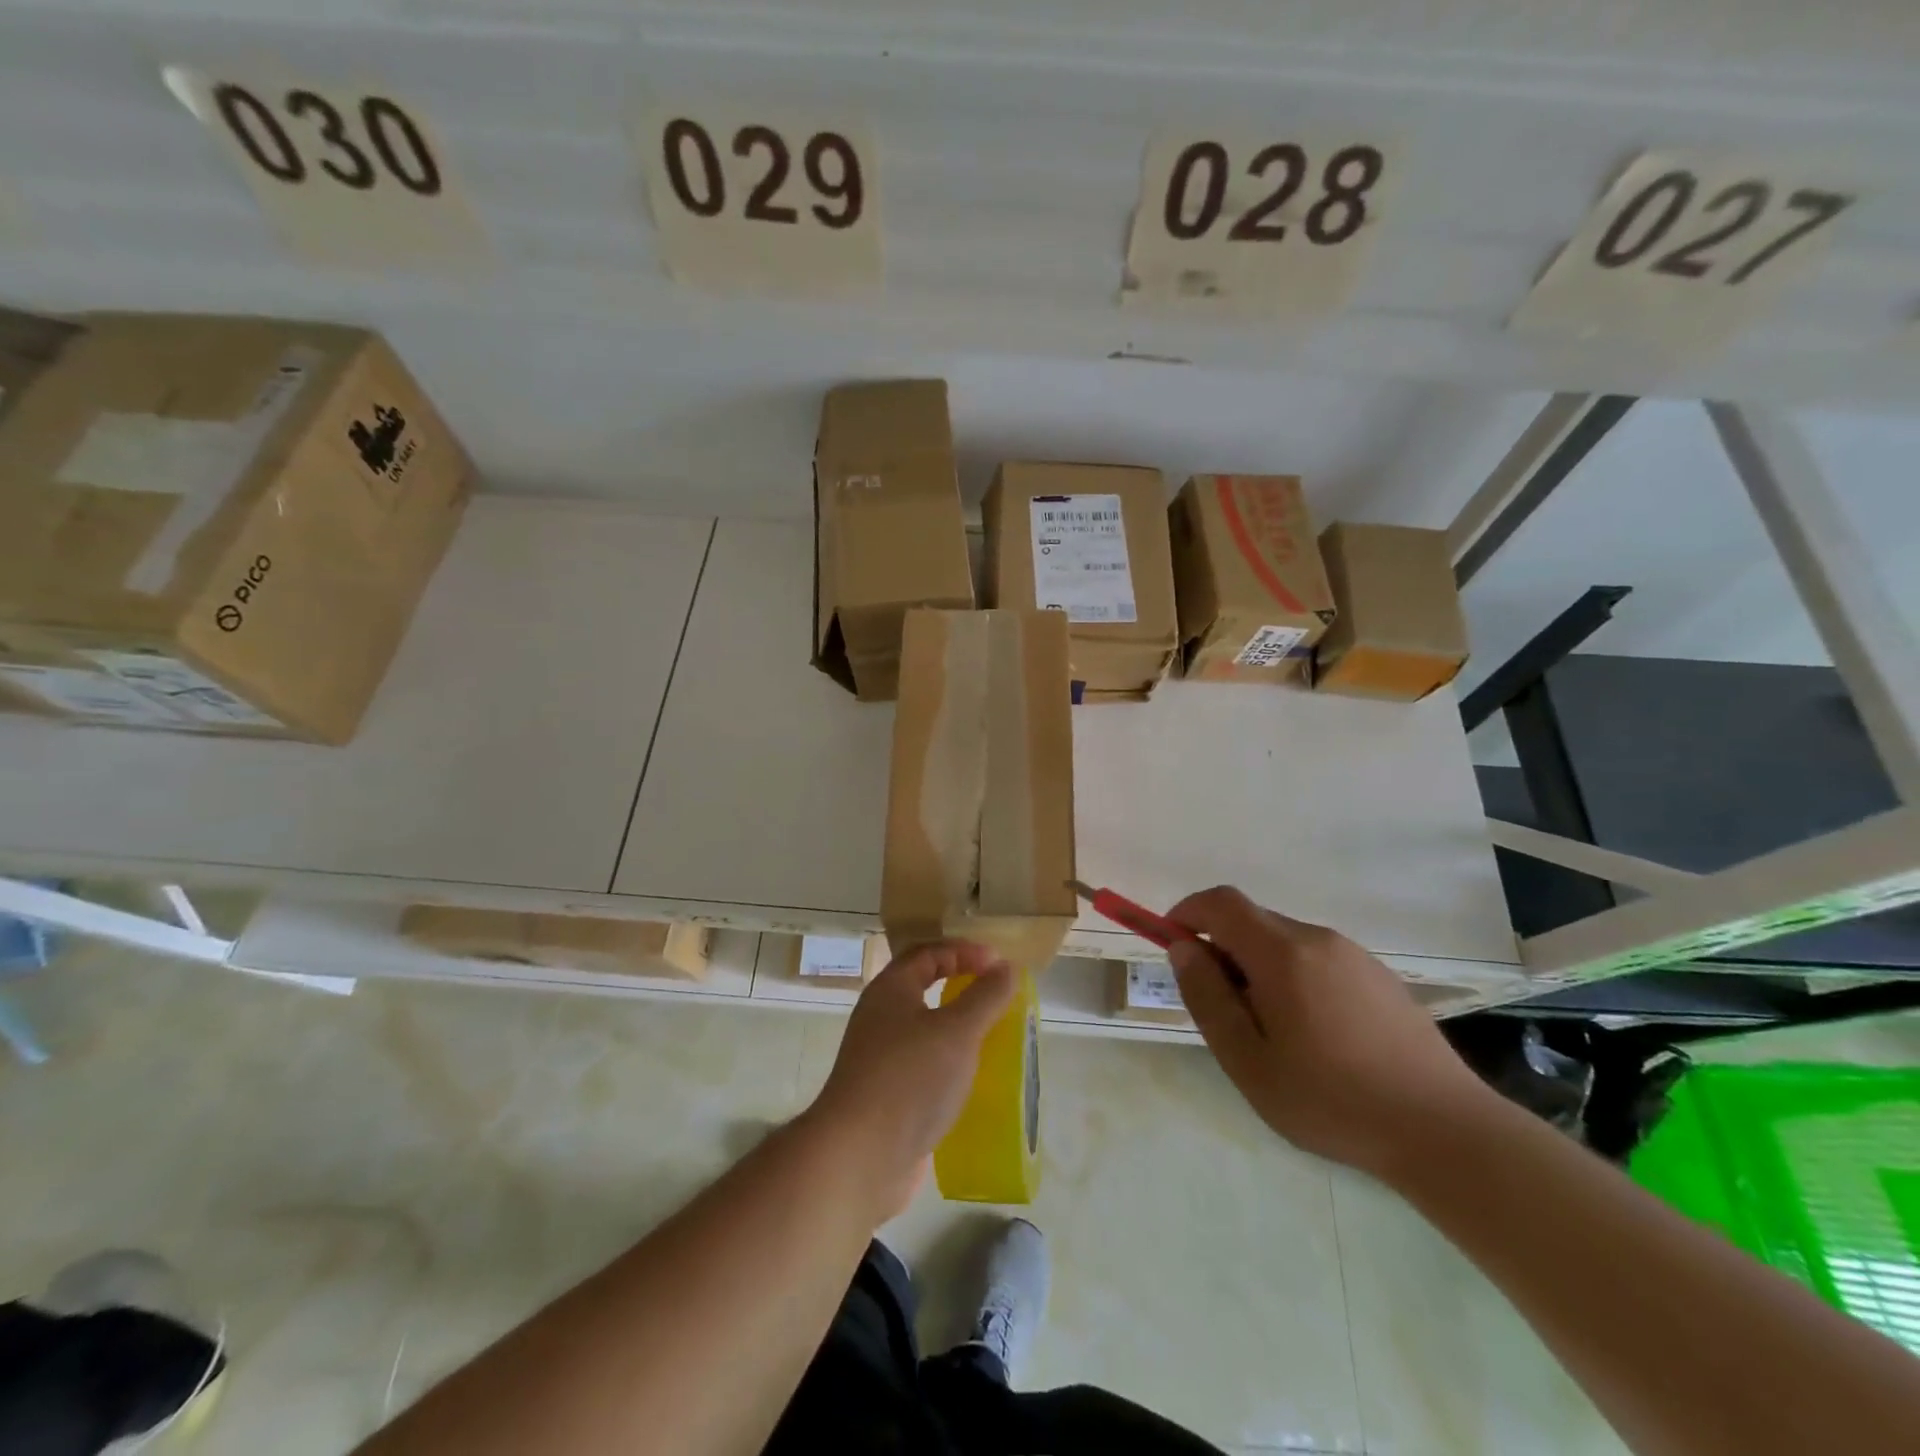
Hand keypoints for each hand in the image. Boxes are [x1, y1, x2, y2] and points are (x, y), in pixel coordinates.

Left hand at [805, 941, 1014, 1220]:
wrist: (859, 1157)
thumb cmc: (909, 1079)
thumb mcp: (957, 1031)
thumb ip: (985, 996)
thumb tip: (1006, 967)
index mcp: (890, 990)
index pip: (928, 953)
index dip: (964, 951)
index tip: (1000, 964)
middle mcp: (881, 1017)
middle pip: (923, 988)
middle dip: (962, 987)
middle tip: (998, 995)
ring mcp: (881, 1058)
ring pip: (925, 1030)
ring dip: (959, 1028)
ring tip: (995, 1037)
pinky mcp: (888, 1095)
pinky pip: (925, 1065)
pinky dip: (951, 1064)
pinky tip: (975, 1081)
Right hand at [1167, 886, 1492, 1177]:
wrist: (1445, 1131)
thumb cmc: (1331, 1100)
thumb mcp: (1248, 1060)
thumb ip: (1208, 998)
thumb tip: (1183, 949)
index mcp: (1282, 953)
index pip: (1221, 903)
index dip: (1188, 913)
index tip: (1172, 944)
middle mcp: (1317, 939)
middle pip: (1253, 921)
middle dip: (1222, 948)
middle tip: (1221, 1007)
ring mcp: (1354, 955)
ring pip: (1285, 941)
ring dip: (1259, 966)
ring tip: (1270, 1031)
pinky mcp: (1380, 976)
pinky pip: (1318, 959)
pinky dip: (1294, 977)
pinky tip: (1315, 1035)